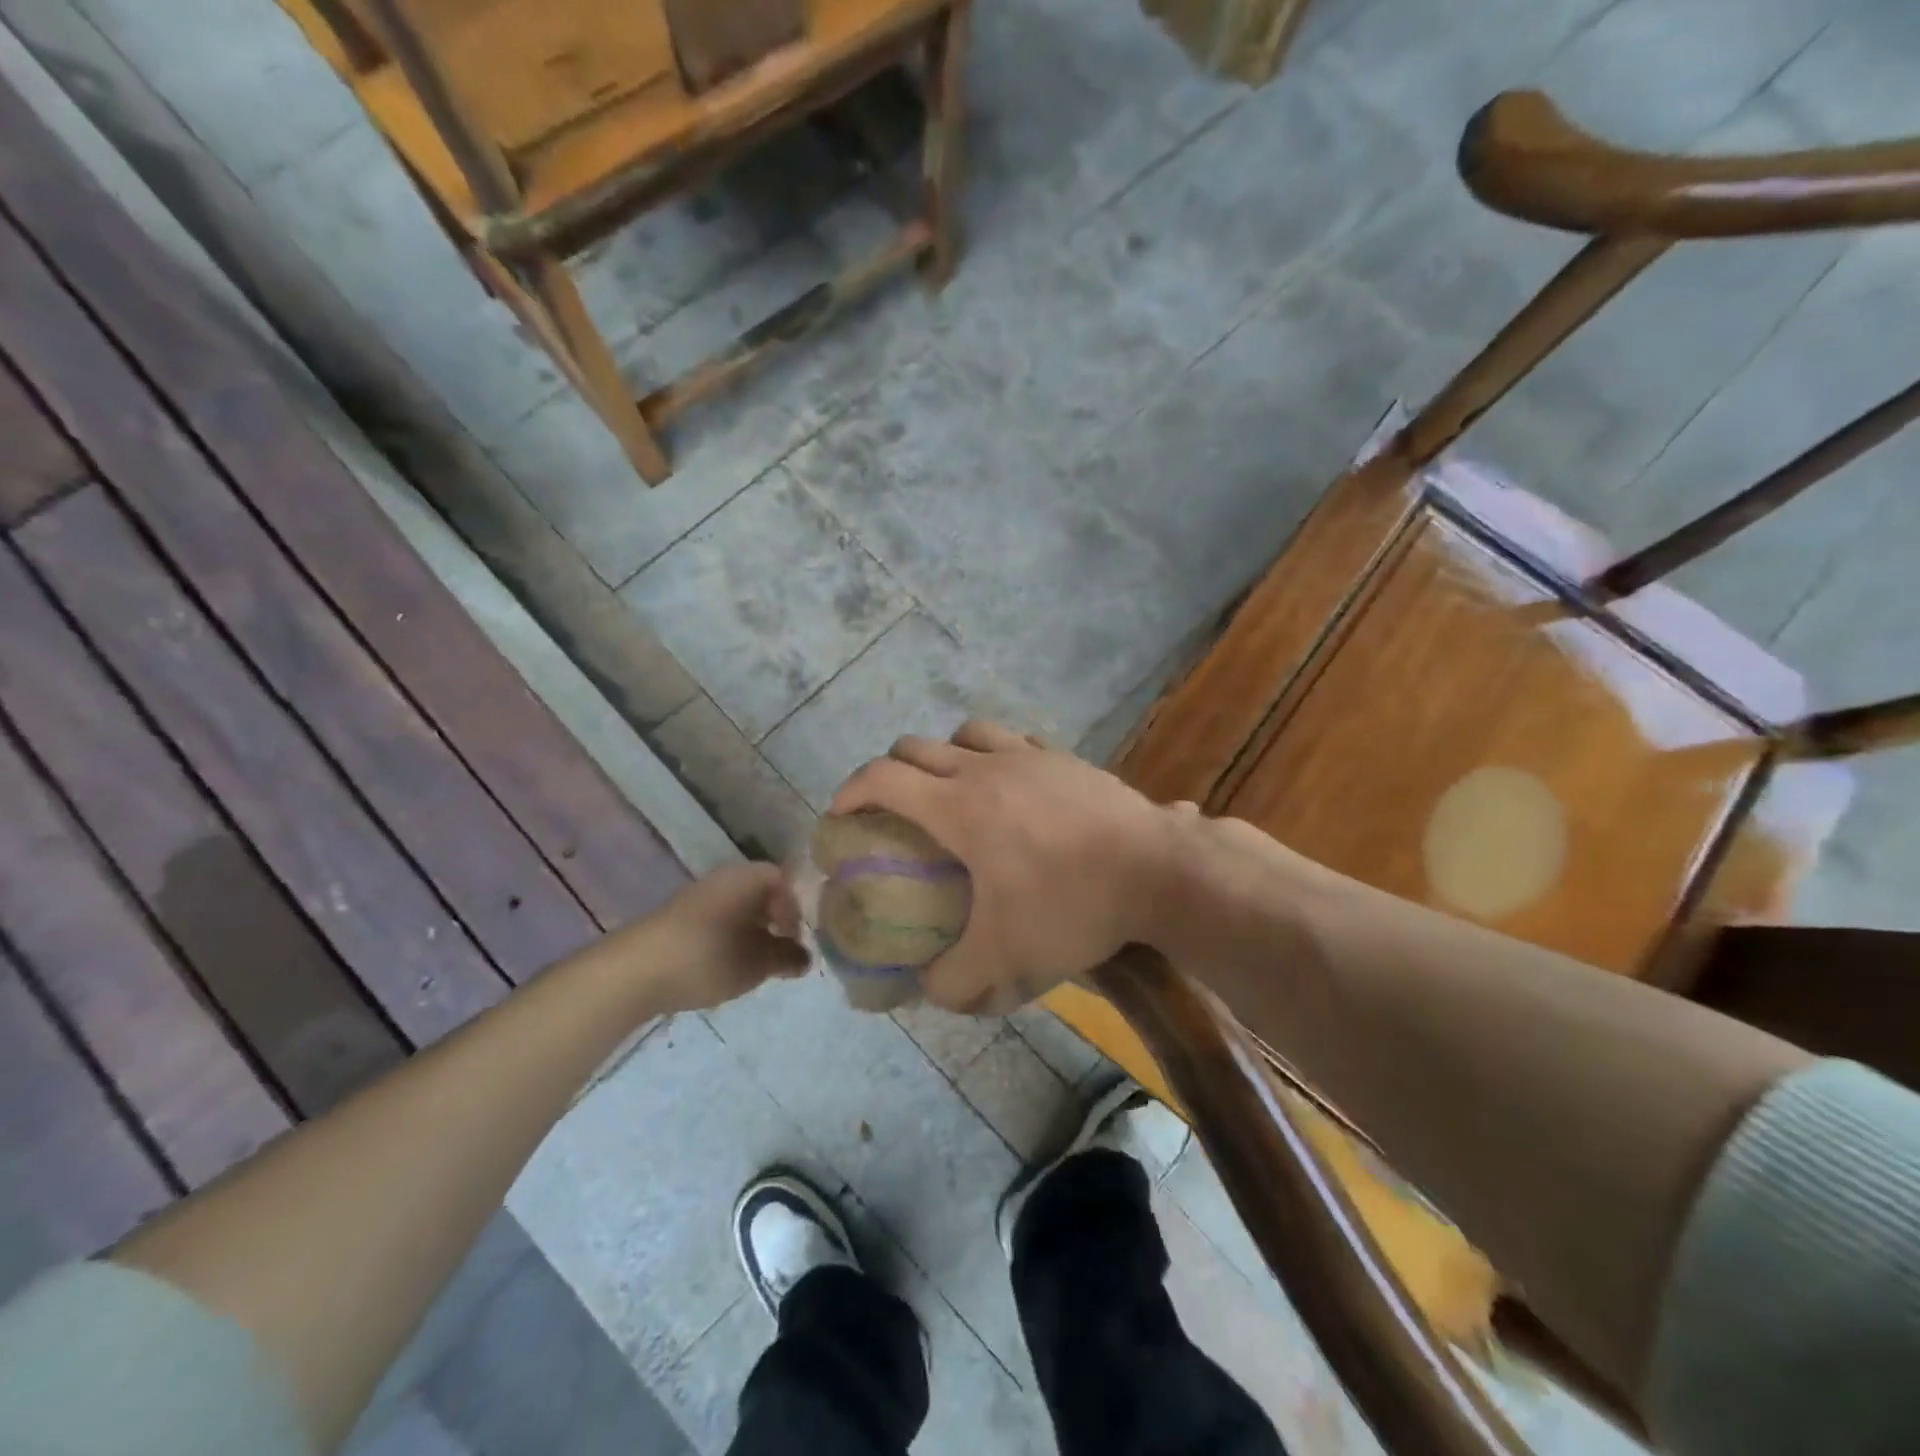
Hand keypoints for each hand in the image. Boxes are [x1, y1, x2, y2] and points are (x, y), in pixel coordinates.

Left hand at [634, 864, 809, 1012]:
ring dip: (750, 934)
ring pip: (737, 910)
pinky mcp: (676, 919)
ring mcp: (697, 897)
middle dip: (774, 923)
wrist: (635, 972)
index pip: (784, 882)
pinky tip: (722, 967)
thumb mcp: (759, 963)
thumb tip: (805, 957)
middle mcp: (724, 878)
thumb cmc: (710, 957)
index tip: (796, 941)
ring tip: (751, 966)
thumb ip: (788, 957)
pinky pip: (715, 922)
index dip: (796, 911)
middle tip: (779, 955)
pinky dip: (726, 940)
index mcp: (749, 878)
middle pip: (760, 894)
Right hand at [830, 722, 1184, 1014]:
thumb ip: (953, 981)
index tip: (838, 817)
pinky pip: (1013, 741)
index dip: (849, 791)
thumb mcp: (1005, 960)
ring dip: (943, 755)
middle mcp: (985, 768)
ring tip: (948, 790)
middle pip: (916, 747)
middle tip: (889, 810)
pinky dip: (994, 755)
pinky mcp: (1064, 758)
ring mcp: (1029, 756)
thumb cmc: (1071, 906)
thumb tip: (928, 989)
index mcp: (958, 806)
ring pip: (966, 733)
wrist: (1157, 870)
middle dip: (888, 773)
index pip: (882, 778)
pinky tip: (1009, 787)